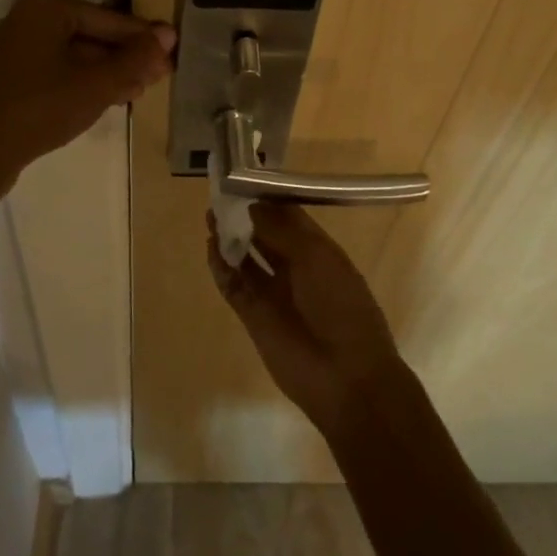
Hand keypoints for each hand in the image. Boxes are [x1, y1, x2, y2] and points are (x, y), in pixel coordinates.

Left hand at [0, 0, 174, 192]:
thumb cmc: (41, 108)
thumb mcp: (97, 83)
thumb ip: (135, 58)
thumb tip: (169, 35)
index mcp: (47, 6)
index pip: (110, 20)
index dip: (144, 40)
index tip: (174, 53)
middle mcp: (31, 17)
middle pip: (95, 35)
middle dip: (128, 58)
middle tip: (162, 76)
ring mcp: (21, 46)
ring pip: (81, 54)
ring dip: (112, 72)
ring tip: (143, 89)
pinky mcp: (18, 73)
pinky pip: (63, 68)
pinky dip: (88, 81)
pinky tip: (115, 96)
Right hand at [208, 202, 405, 436]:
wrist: (346, 377)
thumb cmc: (339, 306)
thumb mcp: (315, 258)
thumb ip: (280, 229)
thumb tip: (251, 205)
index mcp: (318, 250)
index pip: (288, 216)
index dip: (267, 198)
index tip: (243, 178)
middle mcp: (295, 267)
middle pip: (264, 234)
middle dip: (244, 215)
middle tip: (219, 193)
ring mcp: (273, 292)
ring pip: (246, 258)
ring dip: (229, 238)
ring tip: (210, 215)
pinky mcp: (253, 315)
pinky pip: (233, 285)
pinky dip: (221, 267)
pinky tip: (211, 247)